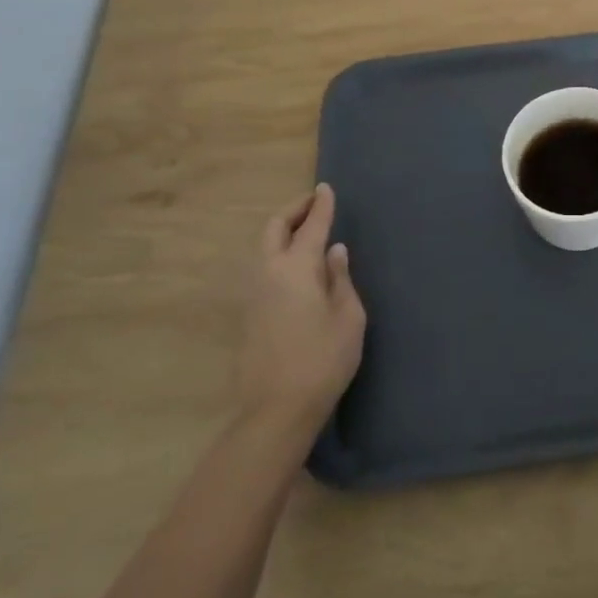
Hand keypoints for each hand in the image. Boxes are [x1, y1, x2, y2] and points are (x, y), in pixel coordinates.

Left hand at [237, 185, 366, 431]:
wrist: (276, 409)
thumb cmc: (323, 360)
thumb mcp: (349, 317)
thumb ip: (341, 279)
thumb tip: (334, 252)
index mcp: (297, 268)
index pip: (311, 226)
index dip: (321, 205)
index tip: (326, 188)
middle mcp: (270, 273)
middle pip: (274, 228)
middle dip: (293, 210)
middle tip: (313, 204)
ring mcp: (254, 294)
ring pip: (263, 247)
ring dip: (283, 231)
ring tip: (306, 231)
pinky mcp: (248, 314)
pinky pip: (262, 268)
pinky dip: (278, 252)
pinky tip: (296, 265)